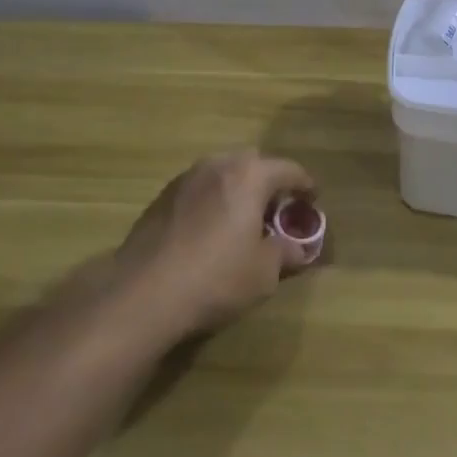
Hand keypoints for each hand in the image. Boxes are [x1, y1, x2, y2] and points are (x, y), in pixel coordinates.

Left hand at [115, 149, 318, 339]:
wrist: (143, 294)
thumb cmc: (216, 278)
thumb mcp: (264, 272)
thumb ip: (285, 253)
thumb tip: (299, 249)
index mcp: (249, 175)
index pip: (288, 169)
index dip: (305, 184)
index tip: (313, 198)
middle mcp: (217, 165)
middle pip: (252, 162)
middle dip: (268, 181)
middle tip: (276, 209)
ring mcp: (185, 179)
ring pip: (222, 173)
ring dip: (237, 189)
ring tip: (243, 219)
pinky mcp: (161, 198)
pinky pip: (198, 189)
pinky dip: (212, 201)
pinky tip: (210, 230)